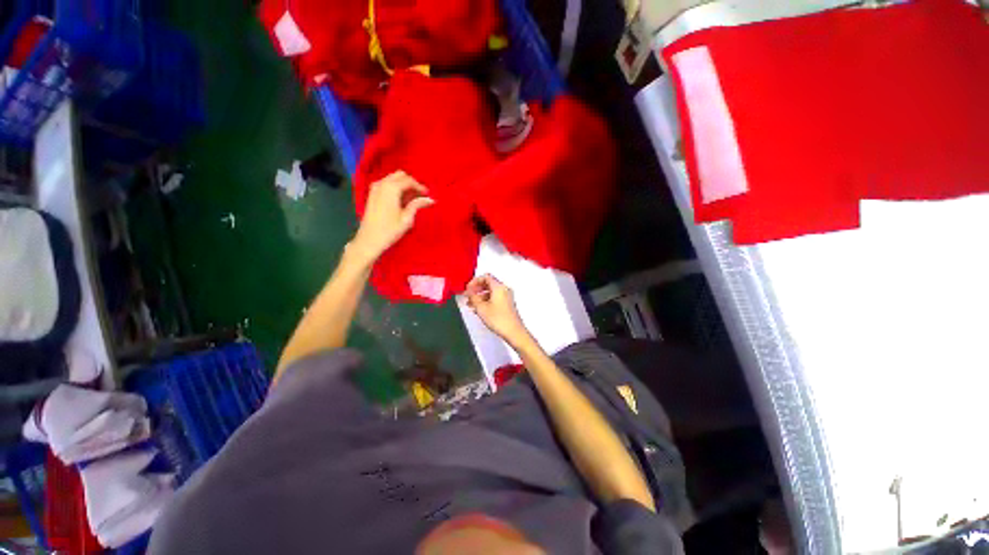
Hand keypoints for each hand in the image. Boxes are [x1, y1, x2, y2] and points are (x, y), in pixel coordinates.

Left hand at [352, 171, 433, 261]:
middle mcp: (382, 183)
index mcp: (391, 188)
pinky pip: (386, 184)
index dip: (420, 187)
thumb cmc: (390, 230)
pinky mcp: (371, 194)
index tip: (428, 195)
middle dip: (411, 183)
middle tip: (420, 195)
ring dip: (403, 185)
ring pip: (392, 178)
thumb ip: (417, 205)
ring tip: (412, 198)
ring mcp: (374, 187)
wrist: (369, 240)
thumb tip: (430, 199)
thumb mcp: (407, 218)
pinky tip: (401, 199)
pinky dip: (395, 187)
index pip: (409, 181)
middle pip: (400, 175)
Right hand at [465, 275, 529, 345]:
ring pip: (491, 292)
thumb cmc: (501, 320)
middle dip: (477, 289)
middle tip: (468, 295)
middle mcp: (504, 290)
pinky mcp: (507, 304)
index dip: (475, 281)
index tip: (468, 288)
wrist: (513, 332)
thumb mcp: (481, 308)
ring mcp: (507, 297)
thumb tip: (469, 294)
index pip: (485, 277)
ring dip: (480, 296)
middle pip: (488, 283)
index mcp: (499, 287)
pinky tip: (479, 309)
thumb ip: (473, 298)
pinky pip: (495, 298)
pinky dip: (486, 300)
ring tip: (472, 304)